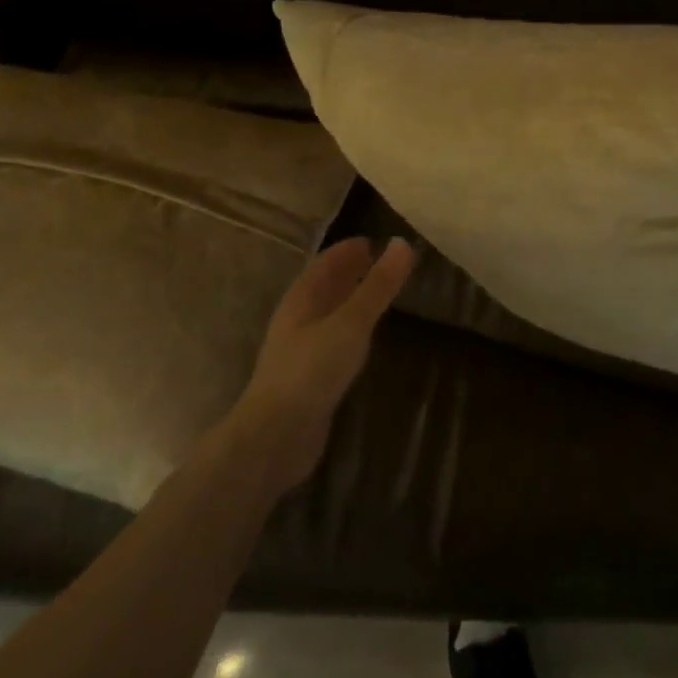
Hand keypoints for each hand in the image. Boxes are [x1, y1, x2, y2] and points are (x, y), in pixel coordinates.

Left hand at [226, 237, 416, 495]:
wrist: (275, 437)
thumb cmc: (311, 370)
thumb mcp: (351, 323)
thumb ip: (378, 286)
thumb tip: (403, 243)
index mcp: (301, 299)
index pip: (326, 262)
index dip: (349, 249)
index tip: (375, 240)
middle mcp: (297, 319)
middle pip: (325, 286)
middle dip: (350, 272)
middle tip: (381, 262)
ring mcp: (300, 350)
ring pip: (328, 313)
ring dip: (350, 299)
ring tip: (379, 293)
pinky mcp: (308, 377)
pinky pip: (332, 339)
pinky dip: (351, 327)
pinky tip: (365, 337)